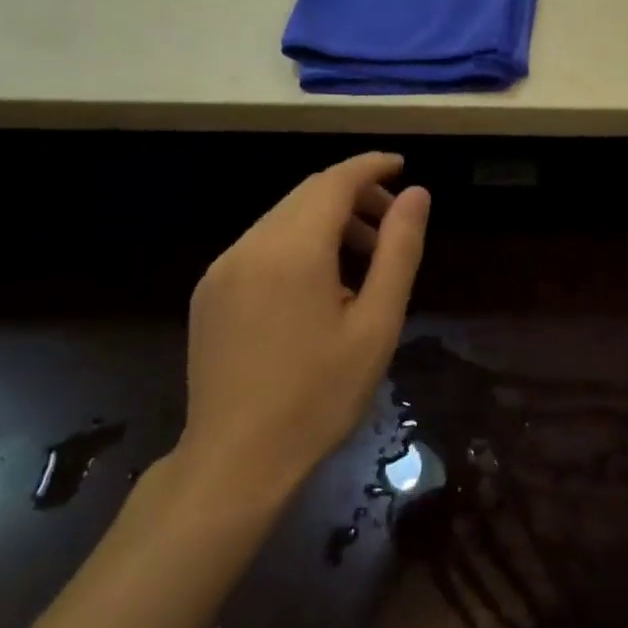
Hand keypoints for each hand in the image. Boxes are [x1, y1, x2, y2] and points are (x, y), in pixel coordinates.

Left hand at [174, 154, 429, 511]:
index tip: (403, 166)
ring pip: (283, 218)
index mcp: (292, 249)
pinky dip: (299, 242)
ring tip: (365, 259)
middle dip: (355, 195)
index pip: (335, 181)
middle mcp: (249, 245)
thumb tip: (417, 194)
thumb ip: (399, 250)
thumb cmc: (320, 394)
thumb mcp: (377, 322)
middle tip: (394, 223)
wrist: (236, 461)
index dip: (371, 167)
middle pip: (308, 194)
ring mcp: (222, 269)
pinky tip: (322, 282)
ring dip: (328, 220)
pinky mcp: (209, 292)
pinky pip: (261, 244)